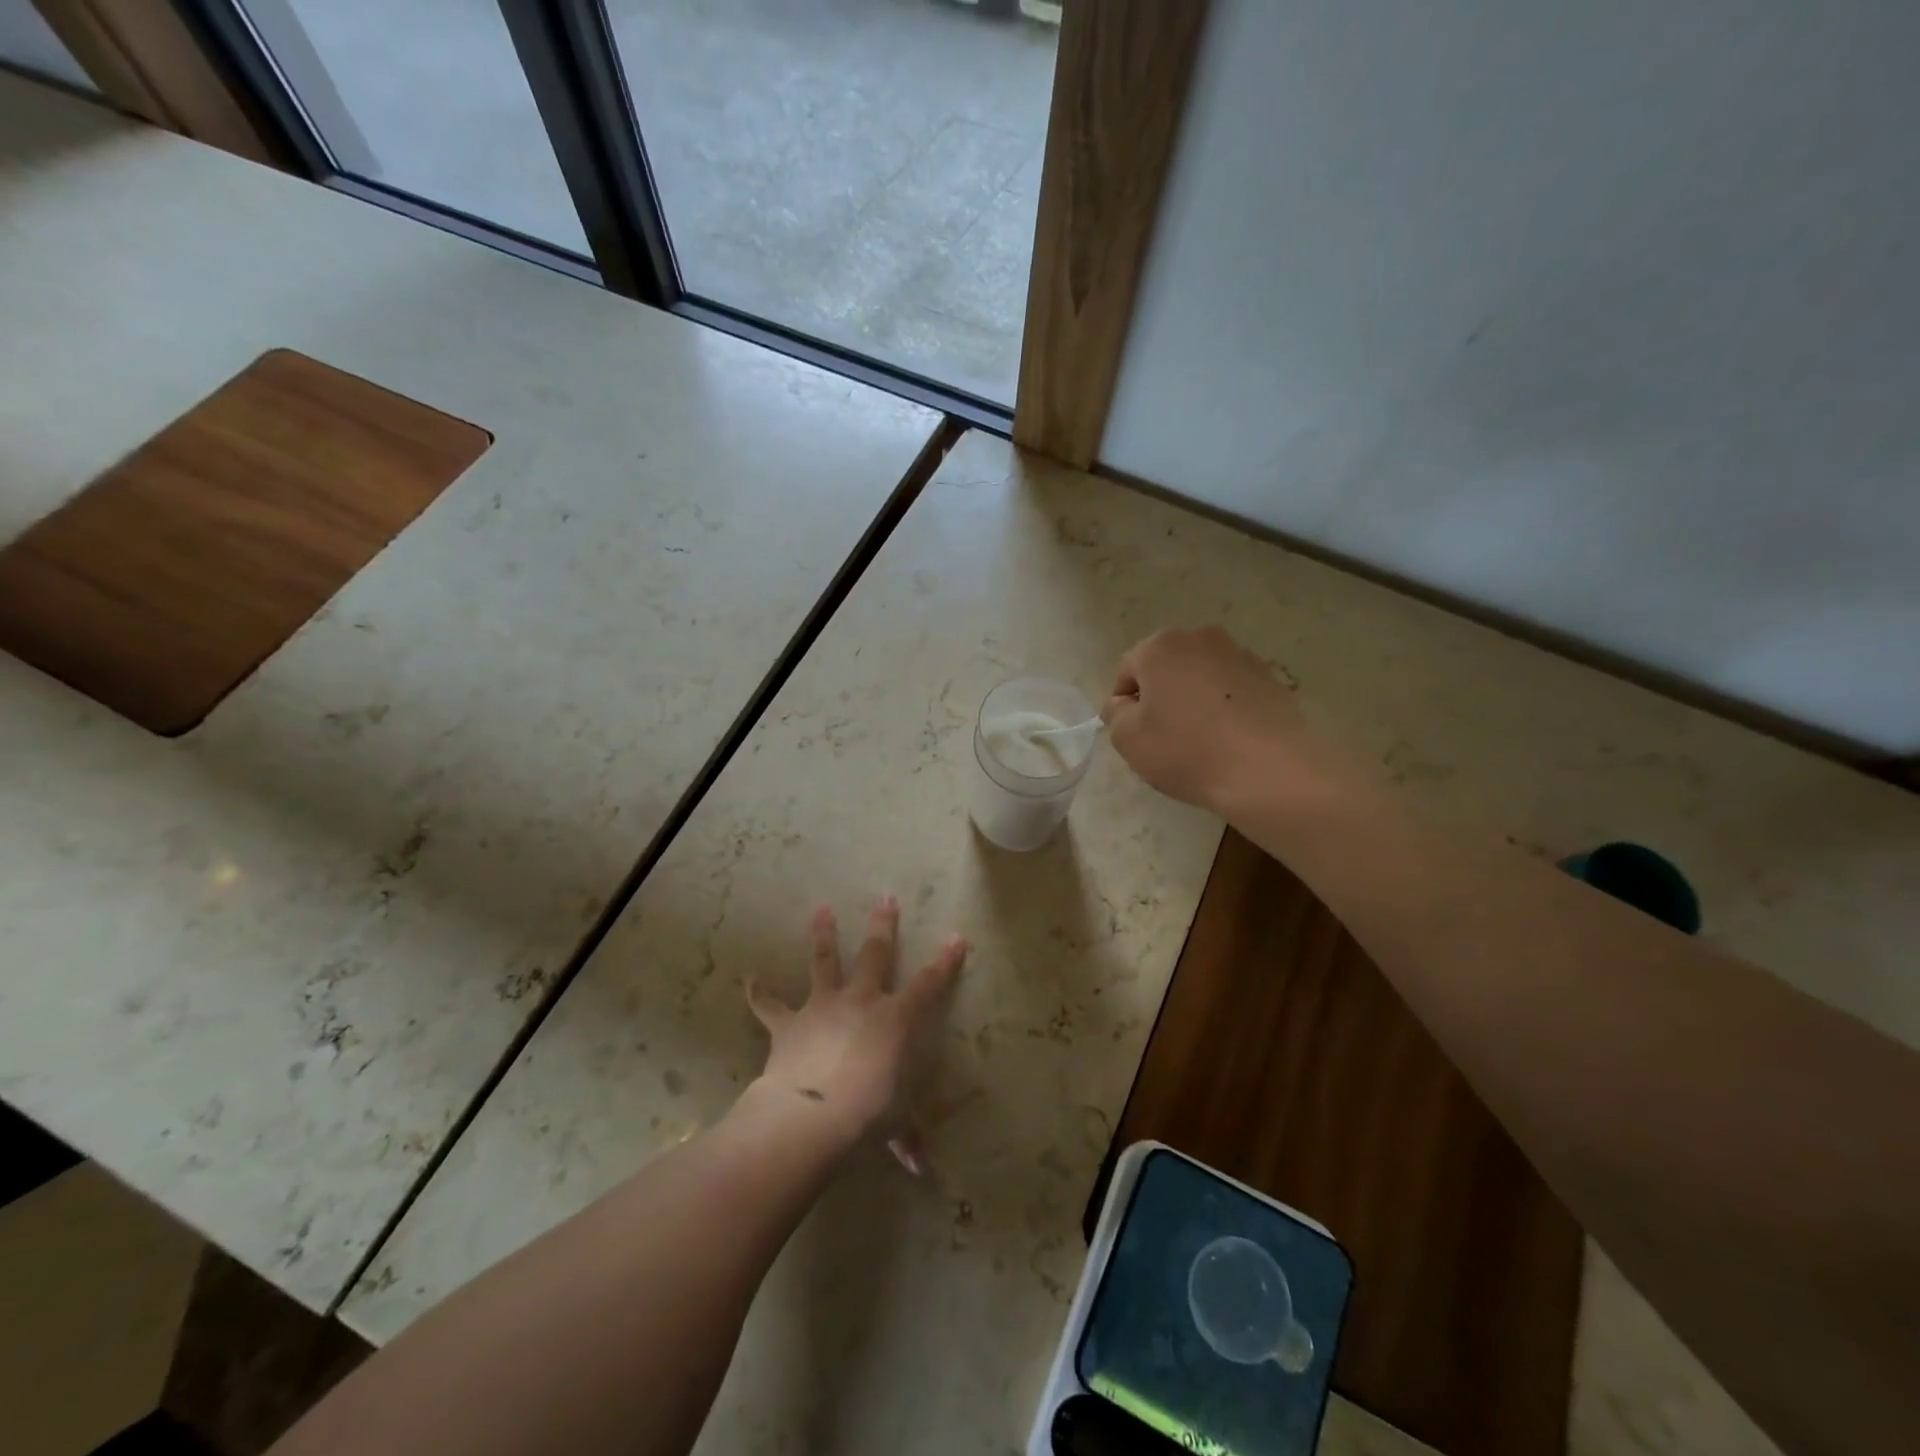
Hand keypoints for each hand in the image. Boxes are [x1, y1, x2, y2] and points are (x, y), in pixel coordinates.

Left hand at [746, 898, 964, 1159]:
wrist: (811, 1114)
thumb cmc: (866, 1114)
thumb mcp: (894, 1124)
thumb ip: (906, 1138)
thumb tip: (921, 1169)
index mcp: (895, 1019)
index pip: (929, 985)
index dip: (945, 962)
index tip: (956, 938)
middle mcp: (861, 1001)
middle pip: (876, 953)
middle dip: (884, 925)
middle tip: (886, 897)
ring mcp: (823, 1006)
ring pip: (824, 961)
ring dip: (823, 934)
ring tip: (821, 908)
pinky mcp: (789, 1023)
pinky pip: (770, 1006)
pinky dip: (760, 994)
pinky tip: (750, 981)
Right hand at [1102, 626, 1328, 813]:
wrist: (1268, 771)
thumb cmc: (1187, 751)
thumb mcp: (1129, 740)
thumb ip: (1116, 715)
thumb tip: (1124, 704)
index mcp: (1160, 647)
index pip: (1126, 672)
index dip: (1122, 705)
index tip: (1133, 736)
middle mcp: (1201, 638)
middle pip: (1165, 668)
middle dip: (1160, 696)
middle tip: (1163, 737)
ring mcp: (1240, 654)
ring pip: (1200, 676)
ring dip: (1193, 699)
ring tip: (1200, 739)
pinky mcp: (1270, 676)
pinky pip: (1231, 690)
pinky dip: (1224, 707)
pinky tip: (1228, 739)